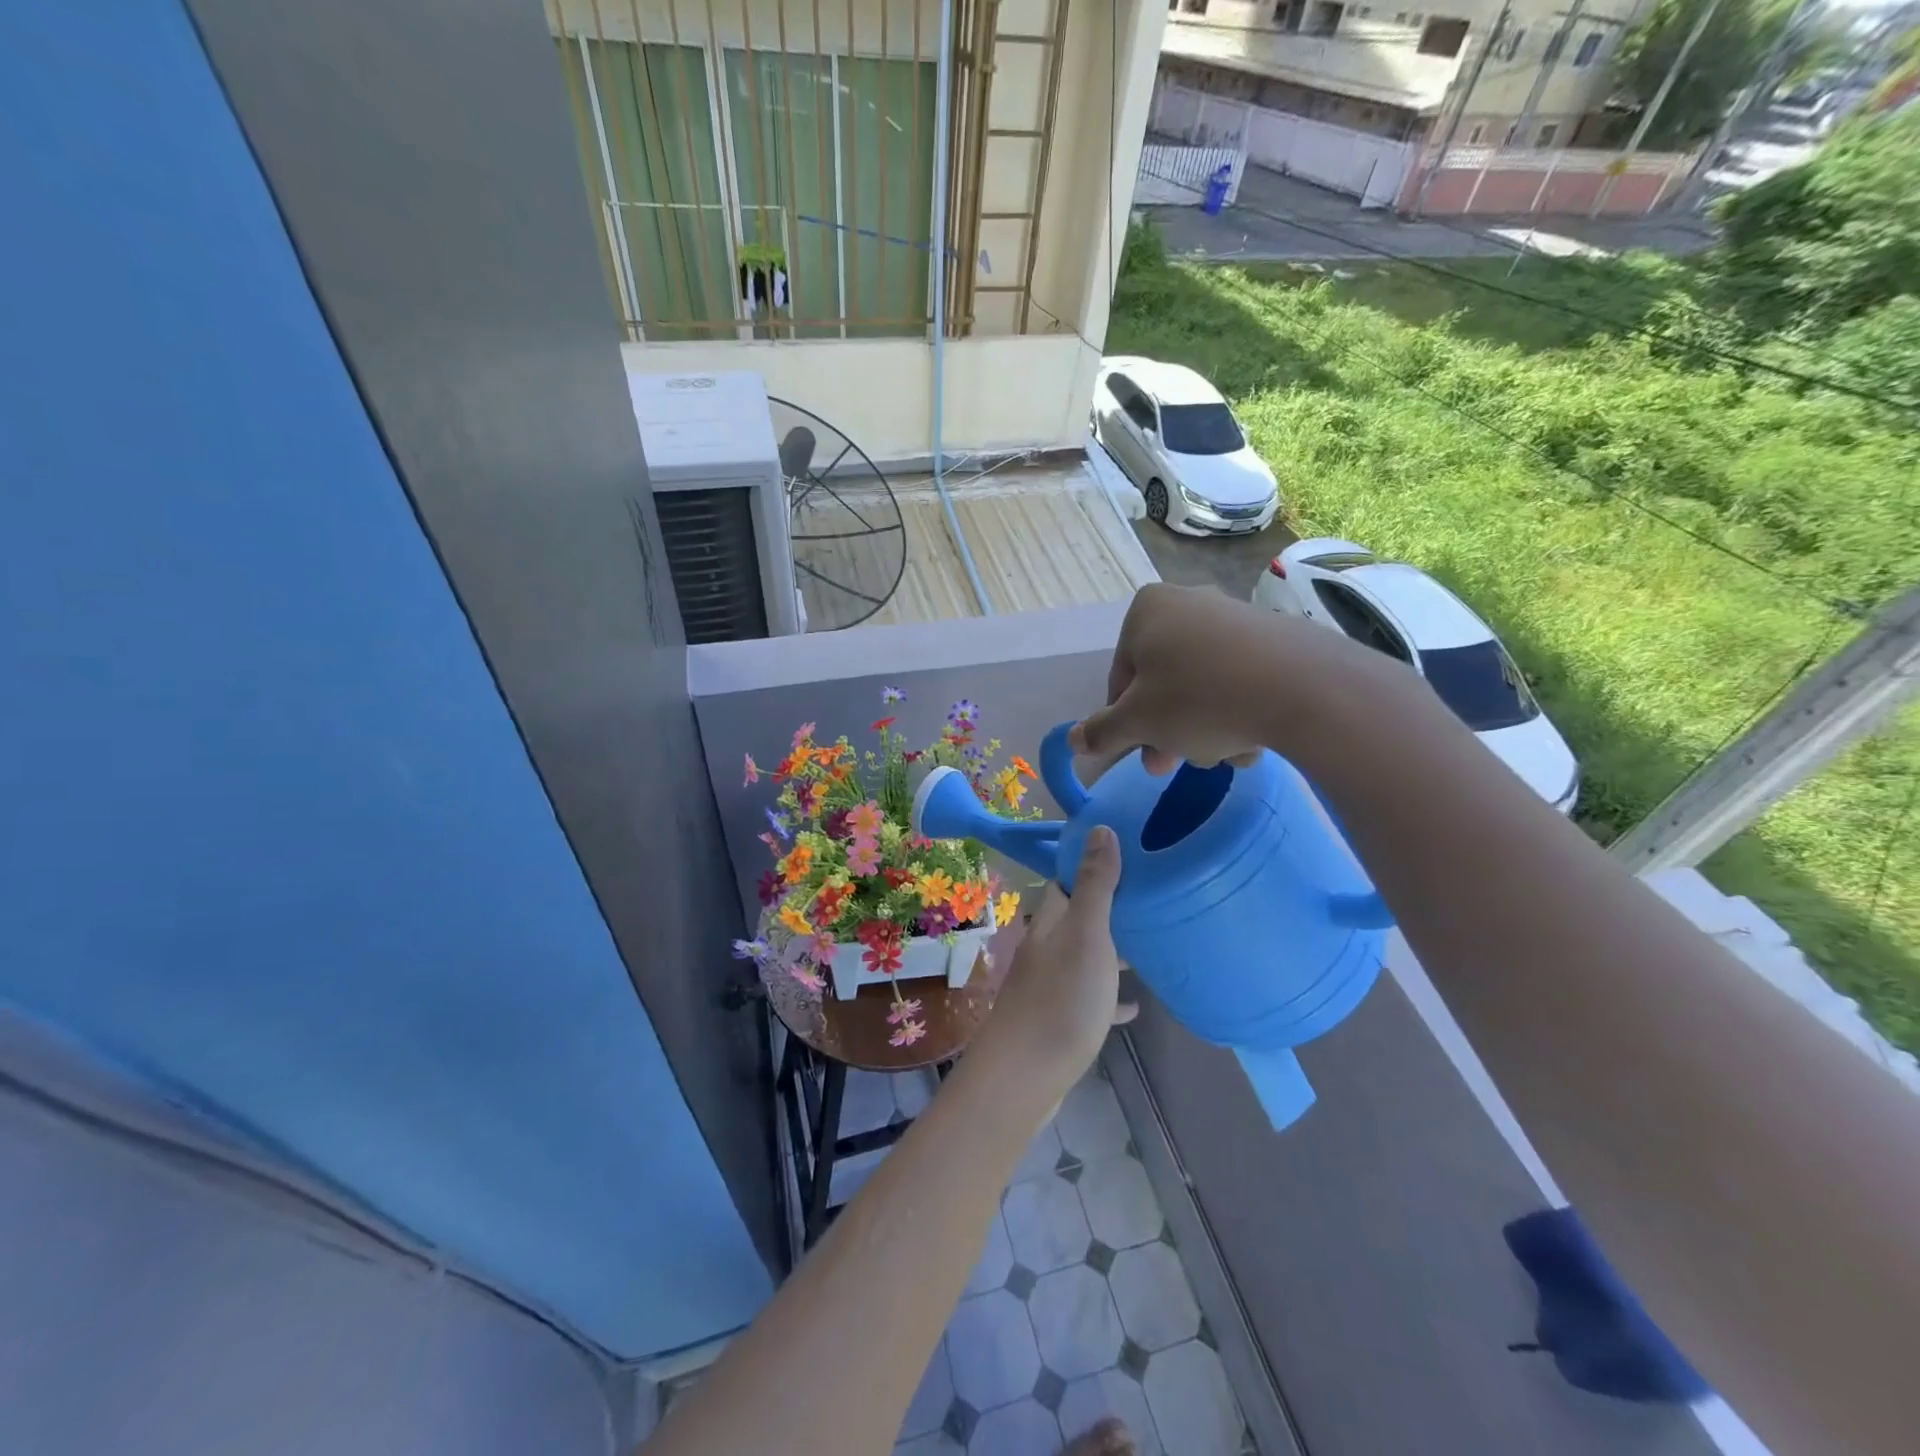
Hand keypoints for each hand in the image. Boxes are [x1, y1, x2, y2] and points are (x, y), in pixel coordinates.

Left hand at [975, 827, 1130, 1094]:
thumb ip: (1095, 884)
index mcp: (1052, 922)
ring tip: (1152, 945)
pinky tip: (1135, 1007)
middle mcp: (1048, 948)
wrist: (1025, 1076)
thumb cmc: (1061, 998)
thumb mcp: (1086, 934)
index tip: (1129, 852)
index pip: (1067, 879)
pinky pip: (1091, 999)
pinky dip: (1111, 997)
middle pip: (1080, 918)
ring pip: (1086, 957)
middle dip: (1111, 908)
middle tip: (1152, 899)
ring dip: (1113, 951)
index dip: (1092, 863)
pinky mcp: (1060, 1020)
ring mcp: (1052, 986)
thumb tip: (1100, 829)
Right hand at [1069, 582, 1391, 777]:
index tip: (1141, 752)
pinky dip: (1237, 712)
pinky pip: (1240, 681)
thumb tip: (1074, 740)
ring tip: (1223, 757)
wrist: (1303, 689)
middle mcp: (1189, 602)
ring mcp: (1235, 617)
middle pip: (1163, 682)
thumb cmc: (1199, 699)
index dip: (1125, 722)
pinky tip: (1251, 742)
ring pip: (1202, 686)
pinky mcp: (1276, 637)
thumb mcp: (1137, 722)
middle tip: (1170, 766)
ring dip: (1202, 728)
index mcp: (1147, 610)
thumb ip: (1102, 732)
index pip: (1121, 677)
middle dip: (1166, 730)